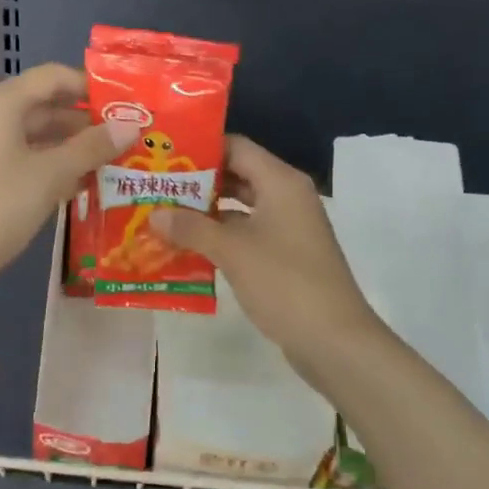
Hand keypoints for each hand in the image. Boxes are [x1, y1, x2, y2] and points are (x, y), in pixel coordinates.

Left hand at [0, 64, 137, 289]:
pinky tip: (76, 185)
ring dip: (68, 147)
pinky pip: (18, 157)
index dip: (90, 86)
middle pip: (42, 106)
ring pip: (31, 135)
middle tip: (125, 139)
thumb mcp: (50, 175)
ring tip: (109, 164)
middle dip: (83, 122)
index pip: (52, 77)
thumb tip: (130, 125)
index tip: (125, 105)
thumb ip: (91, 147)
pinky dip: (47, 165)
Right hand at [149, 135, 391, 384]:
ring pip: (239, 207)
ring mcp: (287, 227)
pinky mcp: (284, 255)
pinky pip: (246, 234)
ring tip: (162, 214)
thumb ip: (191, 227)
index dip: (199, 149)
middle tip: (155, 185)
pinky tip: (186, 246)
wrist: (334, 340)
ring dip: (204, 212)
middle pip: (237, 175)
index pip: (235, 147)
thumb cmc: (284, 283)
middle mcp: (286, 197)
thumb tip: (154, 213)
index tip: (163, 156)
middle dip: (196, 183)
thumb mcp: (232, 251)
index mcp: (280, 182)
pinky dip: (219, 237)